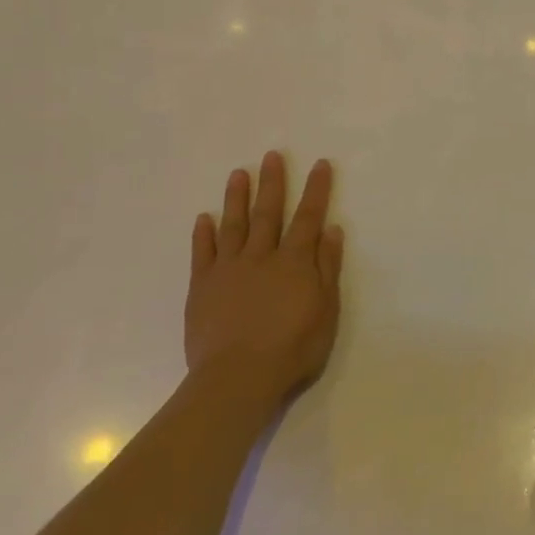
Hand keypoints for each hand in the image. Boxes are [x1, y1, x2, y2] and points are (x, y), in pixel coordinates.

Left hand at [186, 151, 343, 402]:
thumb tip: (331, 230)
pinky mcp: (202, 288)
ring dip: (236, 198)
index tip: (319, 163)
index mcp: (295, 261)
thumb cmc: (292, 347)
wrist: (237, 378)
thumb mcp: (326, 310)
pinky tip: (204, 218)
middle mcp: (262, 256)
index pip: (308, 217)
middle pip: (268, 212)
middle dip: (272, 182)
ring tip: (238, 173)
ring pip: (234, 225)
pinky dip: (203, 234)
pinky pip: (203, 254)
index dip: (316, 189)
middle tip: (271, 155)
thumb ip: (327, 268)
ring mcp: (229, 270)